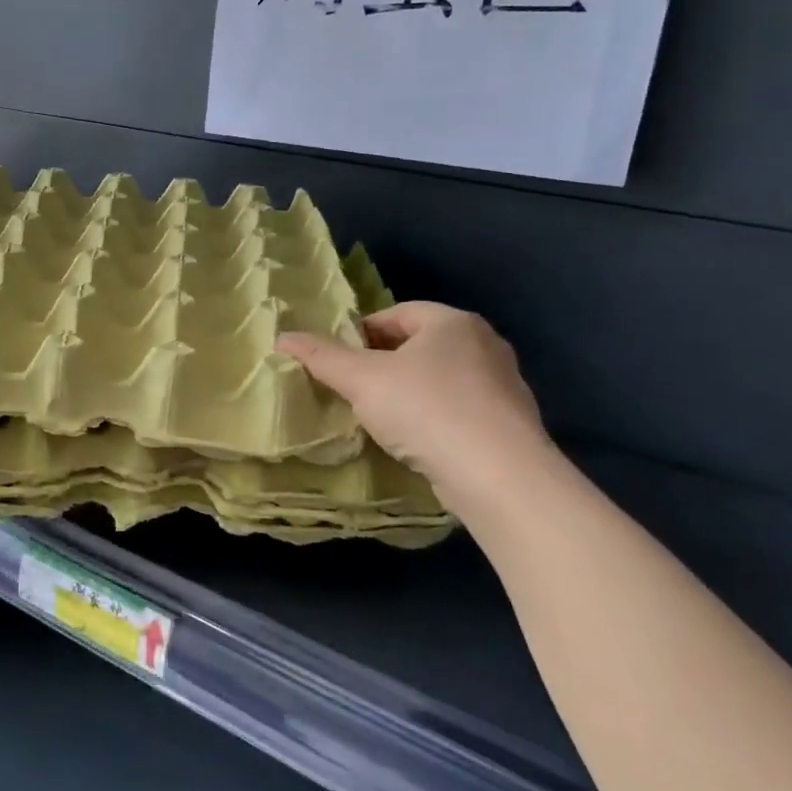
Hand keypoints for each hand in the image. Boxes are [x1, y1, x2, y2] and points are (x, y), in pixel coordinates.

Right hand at [277, 302, 554, 514]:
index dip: (361, 333)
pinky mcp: (509, 423)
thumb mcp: (363, 379)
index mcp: (452, 322)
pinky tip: (416, 441)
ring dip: (408, 391)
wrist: (500, 476)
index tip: (338, 360)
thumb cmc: (426, 410)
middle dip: (383, 363)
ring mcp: (503, 384)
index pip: (396, 314)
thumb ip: (322, 357)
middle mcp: (484, 344)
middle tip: (353, 388)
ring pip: (440, 378)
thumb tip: (283, 337)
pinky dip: (433, 417)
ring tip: (379, 417)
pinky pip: (459, 409)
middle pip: (419, 345)